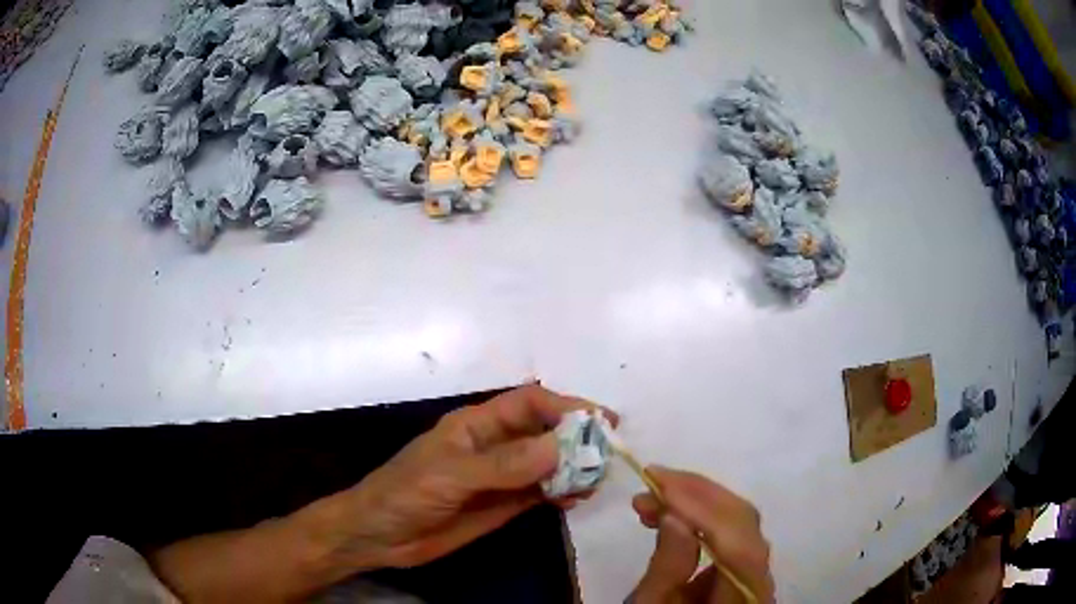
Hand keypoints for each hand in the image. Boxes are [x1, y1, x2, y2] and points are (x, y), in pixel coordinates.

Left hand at [335, 384, 615, 568]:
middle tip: (608, 453)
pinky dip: (562, 492)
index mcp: (476, 425)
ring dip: (573, 467)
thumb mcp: (450, 476)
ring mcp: (500, 477)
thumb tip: (560, 447)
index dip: (565, 407)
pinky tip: (576, 499)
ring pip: (547, 463)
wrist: (378, 536)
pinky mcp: (503, 505)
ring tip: (596, 479)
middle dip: (576, 438)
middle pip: (544, 432)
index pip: (528, 404)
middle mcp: (493, 445)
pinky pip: (540, 492)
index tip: (600, 421)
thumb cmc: (404, 495)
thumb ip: (503, 465)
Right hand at [629, 467, 773, 603]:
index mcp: (743, 601)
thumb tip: (675, 514)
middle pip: (746, 526)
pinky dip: (703, 514)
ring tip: (652, 496)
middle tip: (652, 481)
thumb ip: (666, 568)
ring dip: (698, 500)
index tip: (661, 485)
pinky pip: (732, 531)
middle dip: (699, 495)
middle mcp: (761, 582)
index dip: (705, 512)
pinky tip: (674, 511)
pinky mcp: (746, 563)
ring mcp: (758, 570)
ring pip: (741, 523)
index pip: (739, 550)